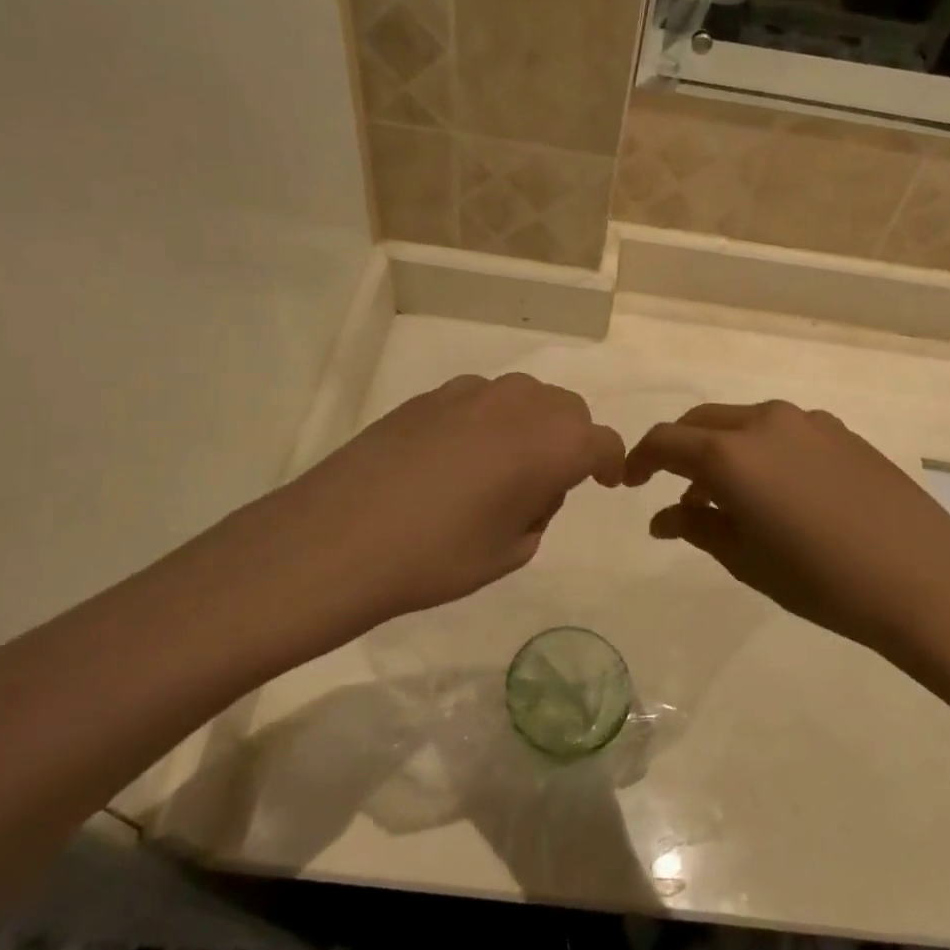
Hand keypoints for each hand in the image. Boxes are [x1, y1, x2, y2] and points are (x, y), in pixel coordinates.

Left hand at [224, 374, 624, 657]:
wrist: (339, 538)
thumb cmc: (438, 556)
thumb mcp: (510, 551)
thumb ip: (538, 511)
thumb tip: (531, 489)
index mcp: (552, 442)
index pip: (602, 442)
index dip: (610, 462)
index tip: (605, 481)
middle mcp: (519, 403)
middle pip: (567, 409)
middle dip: (570, 440)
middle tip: (547, 483)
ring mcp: (470, 393)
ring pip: (523, 398)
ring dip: (529, 426)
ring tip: (499, 470)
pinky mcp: (428, 396)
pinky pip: (479, 400)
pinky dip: (487, 421)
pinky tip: (455, 459)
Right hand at [624, 401, 949, 666]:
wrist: (923, 578)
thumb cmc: (821, 579)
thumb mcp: (746, 560)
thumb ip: (698, 528)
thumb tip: (663, 517)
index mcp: (731, 453)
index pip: (665, 441)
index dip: (639, 459)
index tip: (630, 482)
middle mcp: (764, 422)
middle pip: (702, 422)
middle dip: (680, 450)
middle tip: (677, 491)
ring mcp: (807, 422)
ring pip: (743, 423)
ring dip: (723, 450)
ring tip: (729, 498)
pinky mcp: (841, 431)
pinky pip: (783, 431)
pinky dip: (761, 451)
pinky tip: (778, 491)